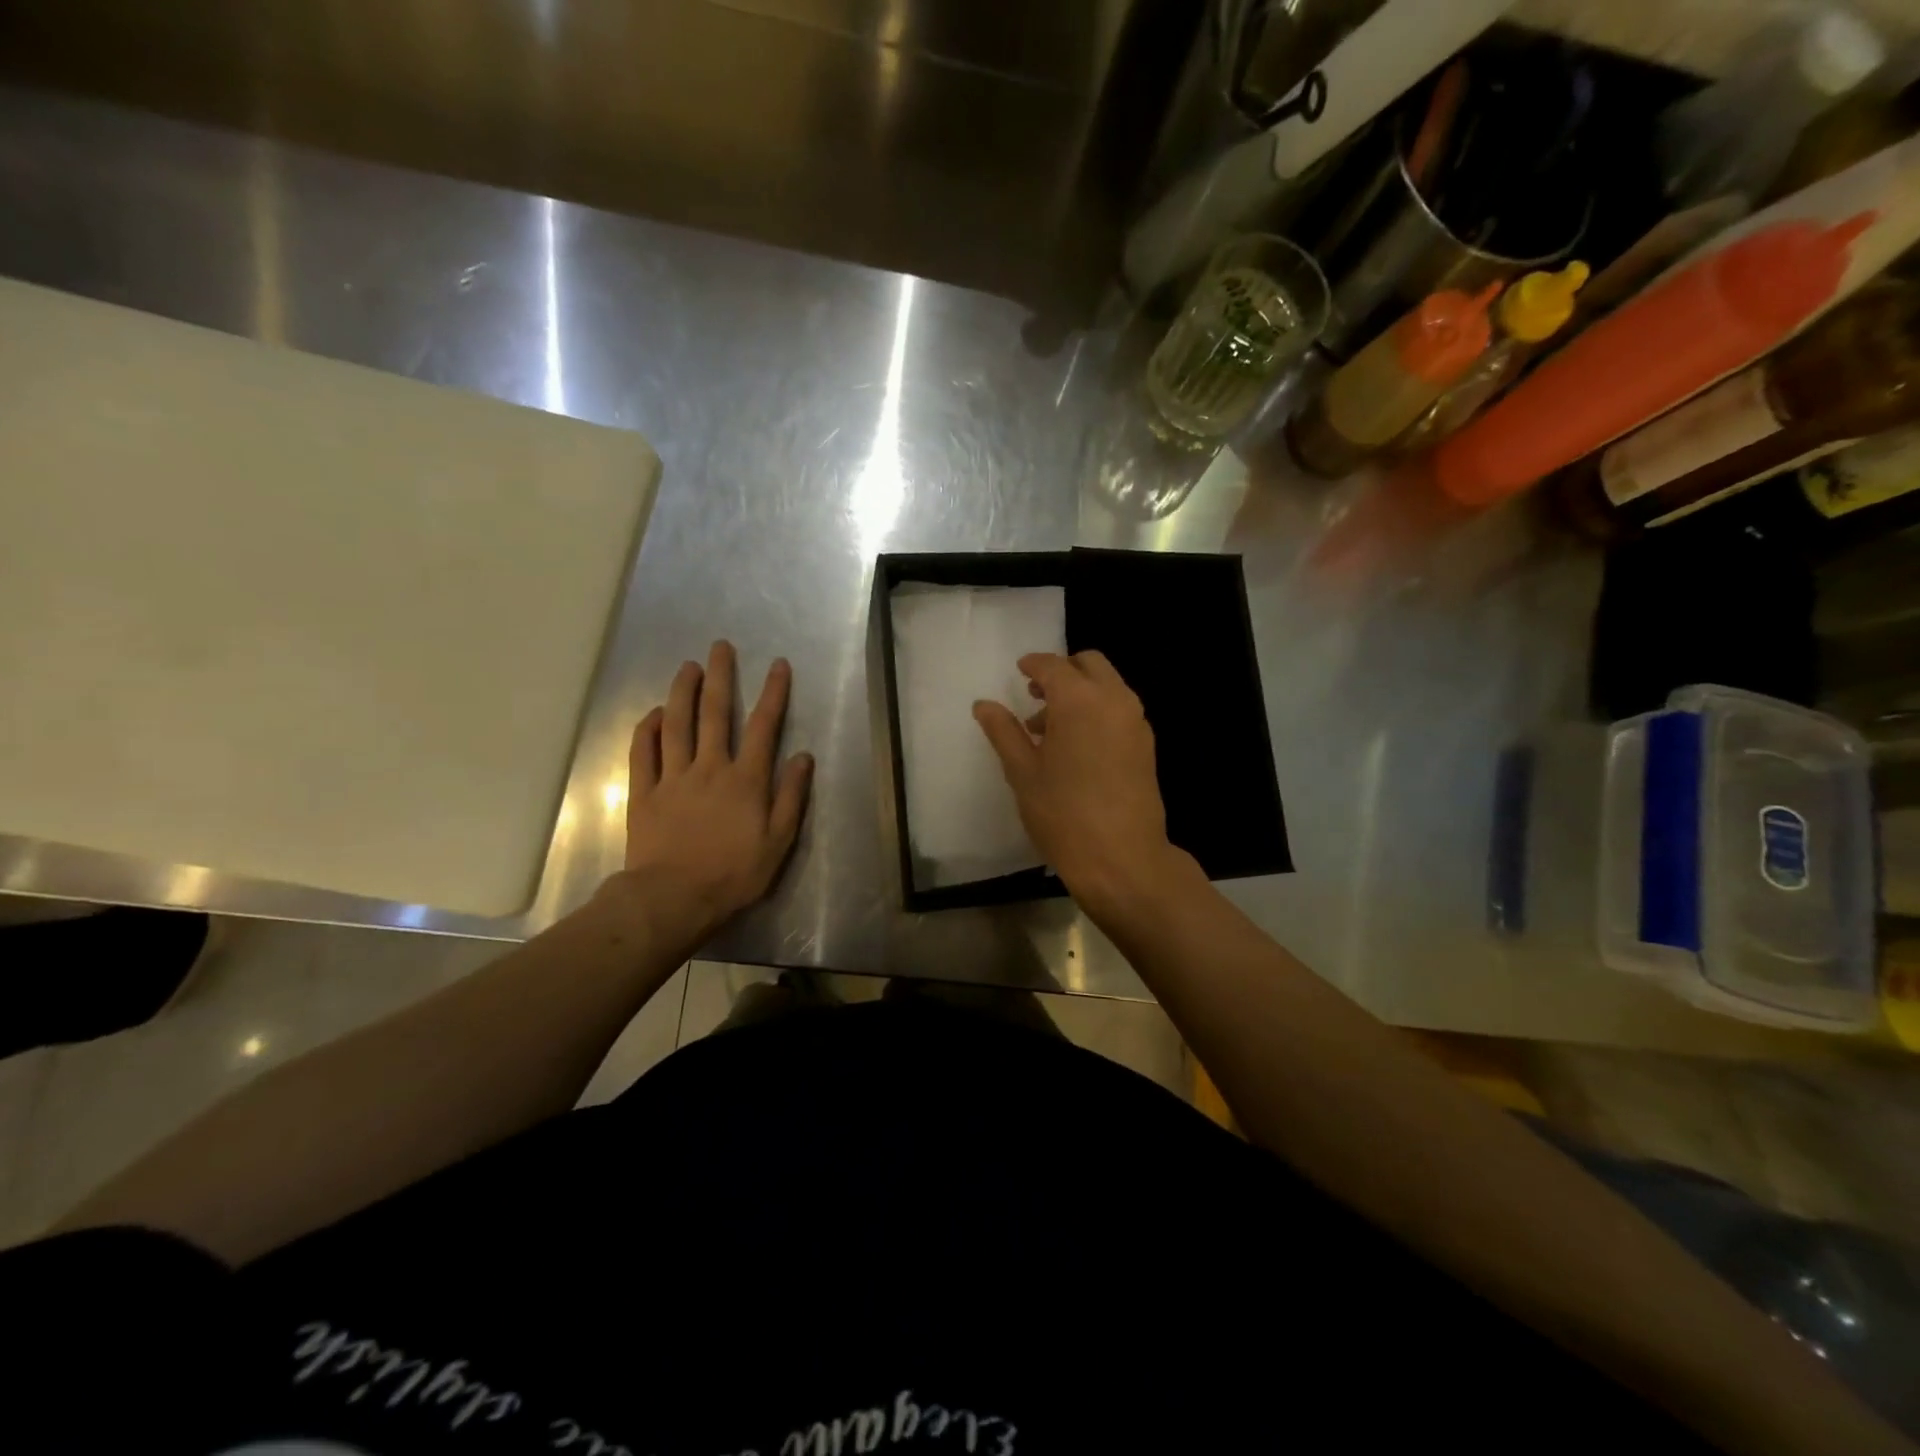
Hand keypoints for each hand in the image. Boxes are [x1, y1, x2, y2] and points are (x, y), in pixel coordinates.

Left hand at [611, 641, 812, 943]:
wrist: (673, 899)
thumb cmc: (733, 874)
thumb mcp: (778, 842)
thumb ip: (791, 797)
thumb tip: (802, 757)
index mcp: (746, 780)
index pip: (764, 726)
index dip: (773, 693)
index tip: (778, 665)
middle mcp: (709, 768)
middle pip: (715, 714)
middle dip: (720, 677)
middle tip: (720, 647)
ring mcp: (673, 778)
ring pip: (677, 725)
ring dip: (682, 692)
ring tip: (687, 666)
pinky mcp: (644, 793)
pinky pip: (643, 753)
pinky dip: (648, 729)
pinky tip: (654, 713)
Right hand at [973, 651, 1188, 909]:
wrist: (1122, 858)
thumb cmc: (1063, 814)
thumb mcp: (1023, 771)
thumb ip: (1003, 731)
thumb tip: (984, 704)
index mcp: (1079, 700)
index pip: (1053, 666)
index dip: (1033, 665)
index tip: (1019, 671)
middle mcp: (1113, 700)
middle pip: (1089, 664)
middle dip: (1062, 671)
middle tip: (1035, 695)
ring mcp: (1136, 721)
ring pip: (1108, 686)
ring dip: (1080, 692)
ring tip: (1049, 729)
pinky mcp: (1146, 744)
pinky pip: (1119, 709)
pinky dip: (1098, 710)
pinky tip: (1077, 746)